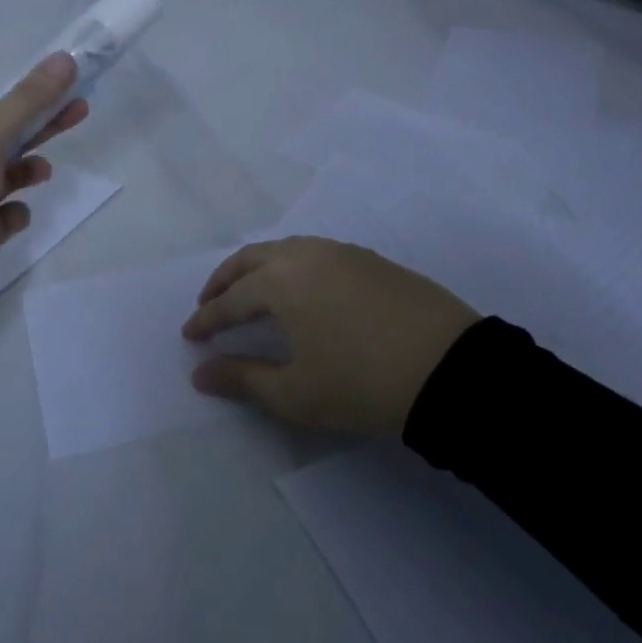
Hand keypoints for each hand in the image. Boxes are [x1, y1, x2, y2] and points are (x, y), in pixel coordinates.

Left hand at [0, 53, 88, 294]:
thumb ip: (28, 99)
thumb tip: (65, 58)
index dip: (29, 93)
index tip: (64, 86)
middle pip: (8, 135)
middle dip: (43, 123)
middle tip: (80, 110)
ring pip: (8, 175)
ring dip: (29, 169)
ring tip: (44, 172)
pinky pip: (5, 215)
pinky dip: (15, 212)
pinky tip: (14, 216)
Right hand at [180, 237, 480, 434]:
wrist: (451, 369)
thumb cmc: (361, 383)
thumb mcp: (295, 392)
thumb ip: (242, 379)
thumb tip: (200, 373)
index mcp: (280, 281)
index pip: (230, 300)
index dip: (207, 320)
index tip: (190, 336)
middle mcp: (304, 254)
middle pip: (250, 260)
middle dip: (224, 281)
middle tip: (209, 304)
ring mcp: (341, 252)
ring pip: (284, 250)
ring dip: (258, 269)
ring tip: (251, 295)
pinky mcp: (370, 259)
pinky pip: (314, 254)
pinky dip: (291, 267)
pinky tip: (300, 290)